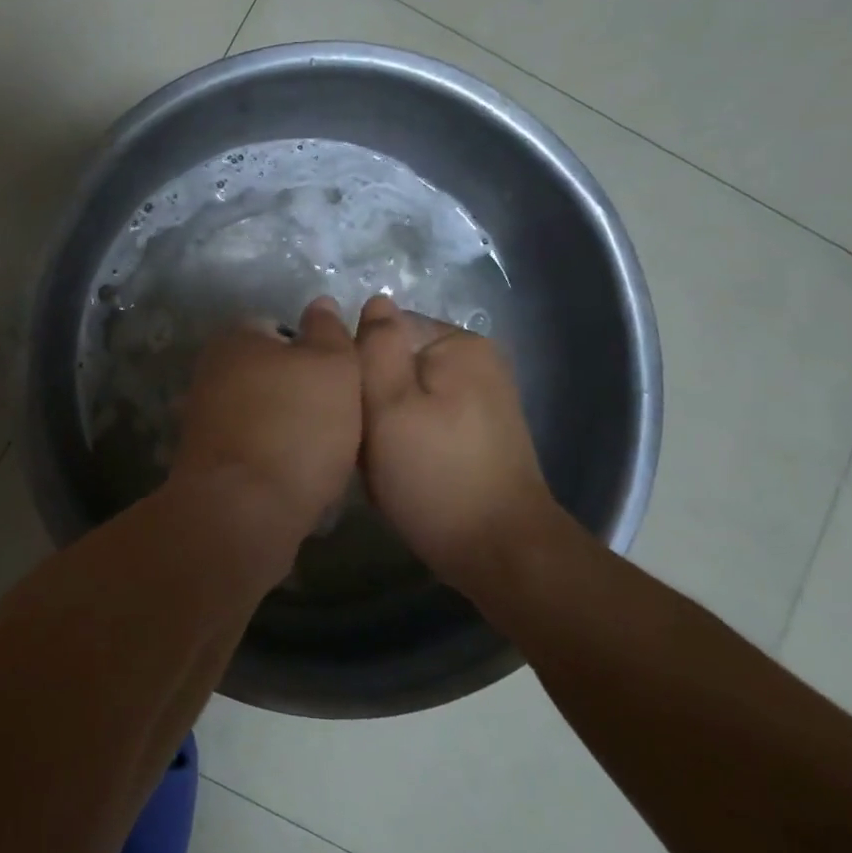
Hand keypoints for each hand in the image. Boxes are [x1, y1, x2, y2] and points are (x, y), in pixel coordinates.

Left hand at [171, 297, 361, 539]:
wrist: (242, 509)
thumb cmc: (296, 425)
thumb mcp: (333, 366)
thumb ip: (328, 331)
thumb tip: (319, 303)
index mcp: (235, 337)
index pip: (281, 329)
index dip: (316, 353)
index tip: (340, 382)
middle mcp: (210, 369)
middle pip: (269, 372)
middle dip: (299, 391)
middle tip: (337, 418)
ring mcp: (201, 416)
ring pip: (259, 411)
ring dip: (285, 426)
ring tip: (319, 453)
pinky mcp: (203, 458)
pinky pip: (248, 445)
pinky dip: (269, 454)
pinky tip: (292, 475)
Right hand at [356, 294, 555, 585]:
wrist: (500, 552)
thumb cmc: (434, 475)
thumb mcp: (388, 405)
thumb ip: (375, 347)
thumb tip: (374, 300)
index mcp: (458, 343)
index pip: (383, 332)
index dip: (356, 369)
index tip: (351, 411)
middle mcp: (478, 361)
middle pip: (397, 364)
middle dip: (372, 401)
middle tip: (364, 444)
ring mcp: (484, 398)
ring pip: (408, 396)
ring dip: (386, 425)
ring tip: (381, 463)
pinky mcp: (483, 433)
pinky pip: (428, 420)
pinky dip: (409, 441)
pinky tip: (404, 472)